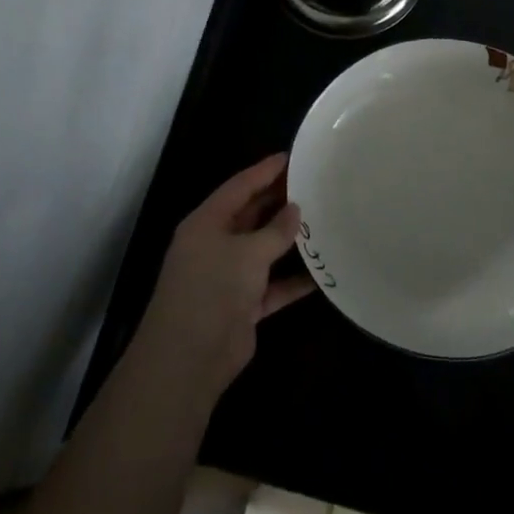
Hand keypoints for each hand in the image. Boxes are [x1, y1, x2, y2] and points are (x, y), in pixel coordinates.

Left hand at [133, 154, 313, 405]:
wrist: (190, 356)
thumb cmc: (213, 288)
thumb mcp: (247, 252)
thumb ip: (275, 231)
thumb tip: (295, 210)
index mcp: (206, 223)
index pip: (238, 187)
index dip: (263, 171)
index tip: (290, 157)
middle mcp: (215, 245)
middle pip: (250, 216)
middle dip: (278, 202)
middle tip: (313, 186)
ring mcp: (228, 277)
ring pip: (263, 250)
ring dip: (288, 241)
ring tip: (322, 222)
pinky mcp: (242, 306)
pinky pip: (272, 286)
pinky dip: (293, 281)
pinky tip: (321, 274)